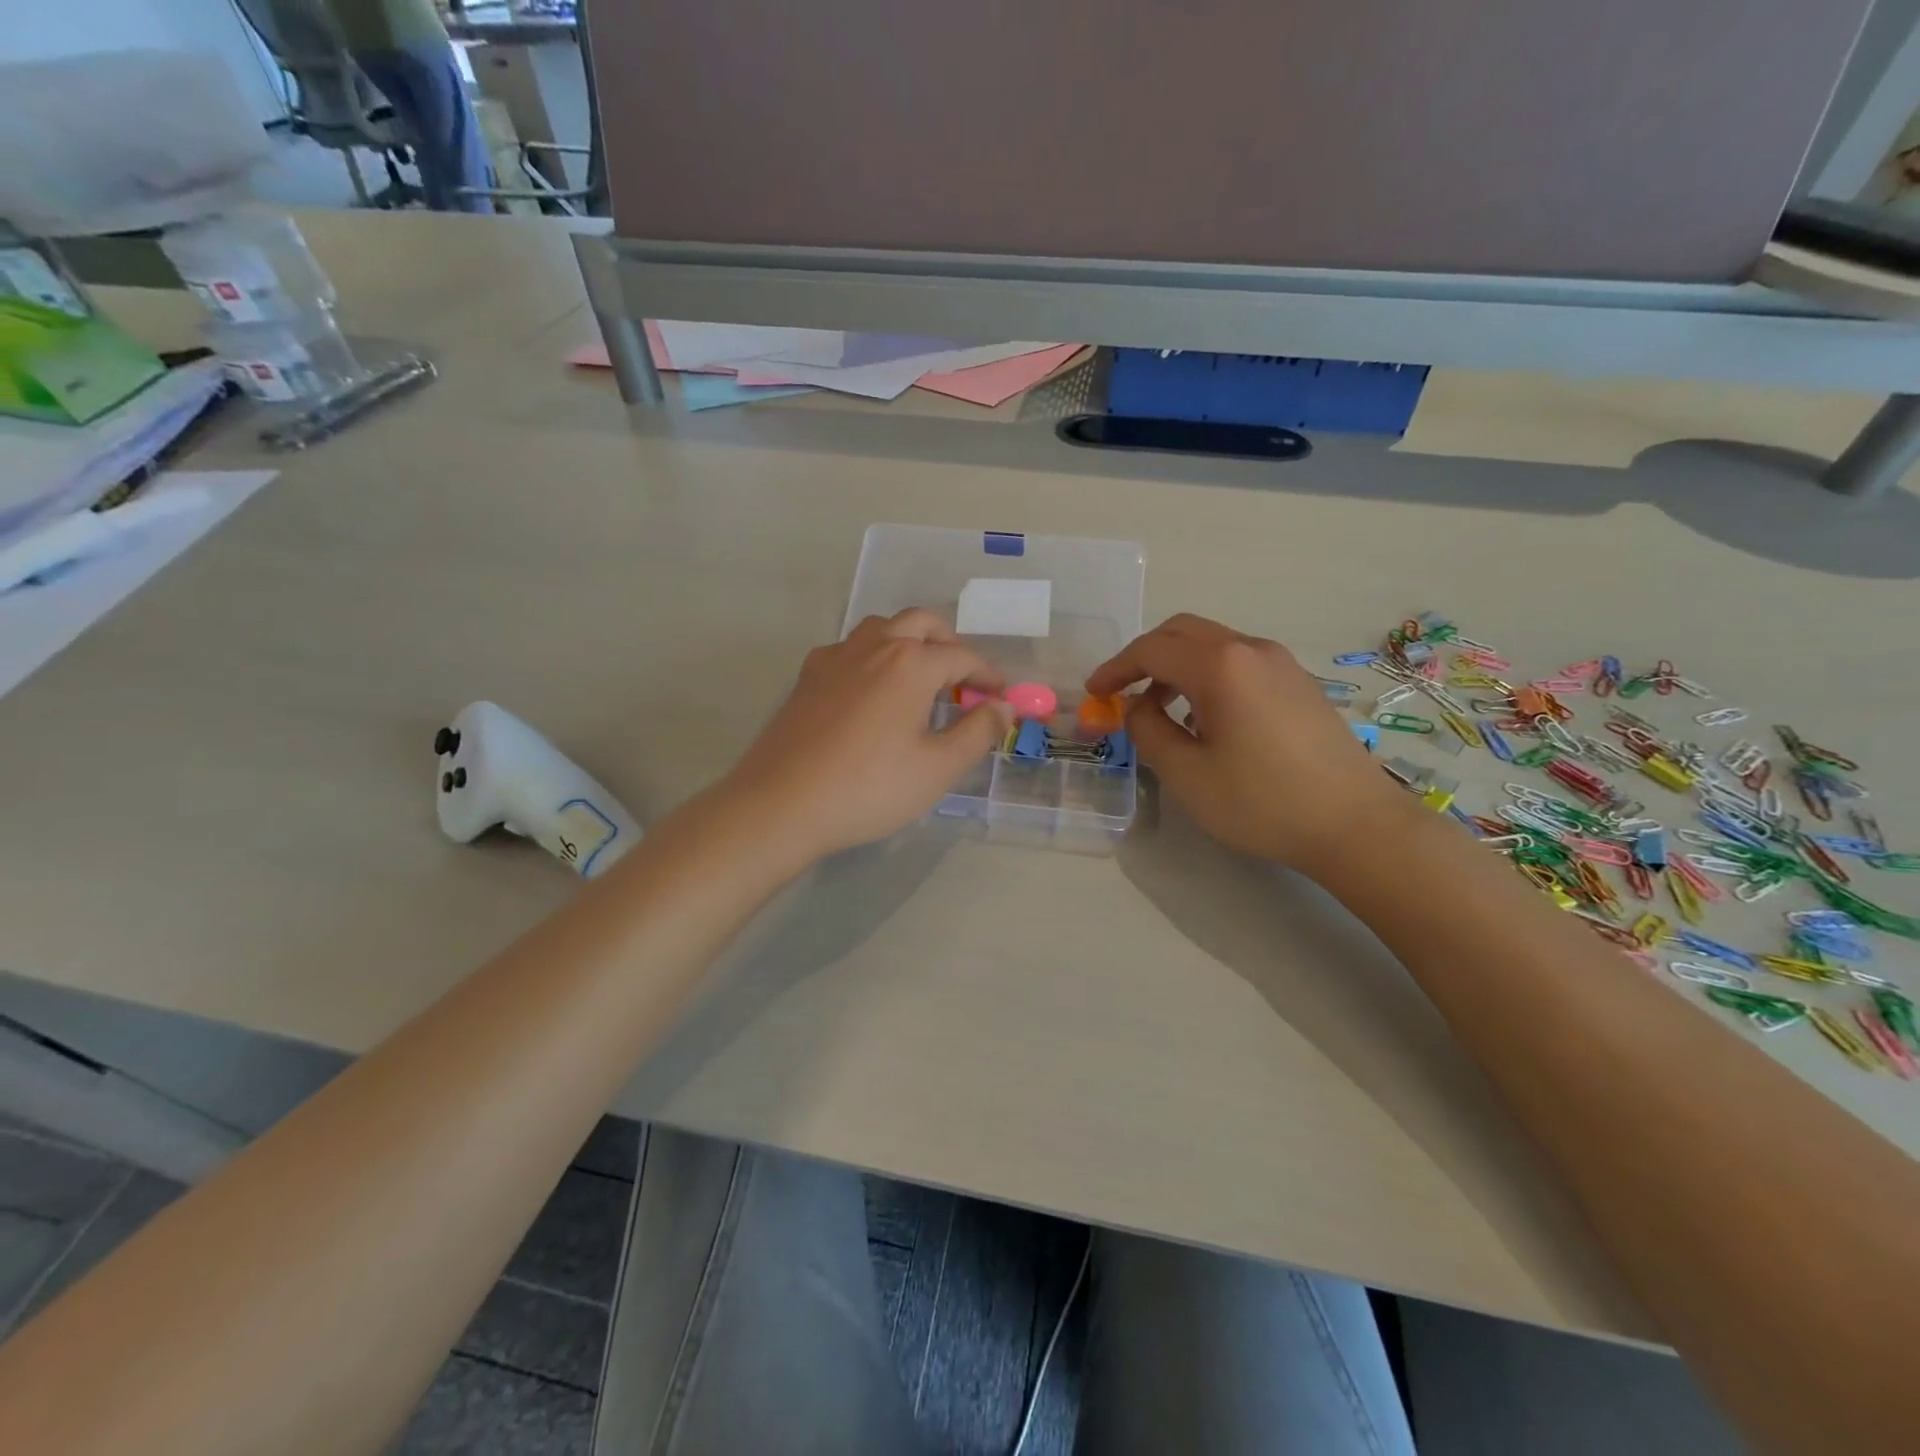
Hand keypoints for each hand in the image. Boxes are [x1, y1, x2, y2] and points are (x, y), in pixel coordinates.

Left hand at [720, 609, 1013, 860]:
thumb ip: (978, 732)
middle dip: (951, 644)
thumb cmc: (869, 788)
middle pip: (922, 623)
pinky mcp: (808, 676)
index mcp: (910, 664)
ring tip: (922, 680)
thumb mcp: (937, 768)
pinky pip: (850, 648)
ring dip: (911, 642)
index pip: (963, 657)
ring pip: (883, 628)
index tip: (1002, 699)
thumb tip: (1004, 707)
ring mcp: (835, 657)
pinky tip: (872, 690)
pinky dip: (874, 656)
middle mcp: (874, 646)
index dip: (989, 677)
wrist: (782, 803)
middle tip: (964, 681)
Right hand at [1086, 614, 1412, 869]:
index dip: (1116, 668)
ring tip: (1161, 710)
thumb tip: (1138, 707)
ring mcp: (1281, 663)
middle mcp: (1251, 650)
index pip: (1151, 650)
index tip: (1094, 692)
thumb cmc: (1263, 802)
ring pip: (1213, 644)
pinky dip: (1207, 675)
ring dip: (1177, 666)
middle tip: (1122, 691)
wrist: (1356, 824)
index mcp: (1220, 666)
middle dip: (1144, 656)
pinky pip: (1239, 662)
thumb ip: (1149, 731)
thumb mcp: (1188, 774)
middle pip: (1182, 632)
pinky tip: (1207, 717)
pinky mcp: (1298, 682)